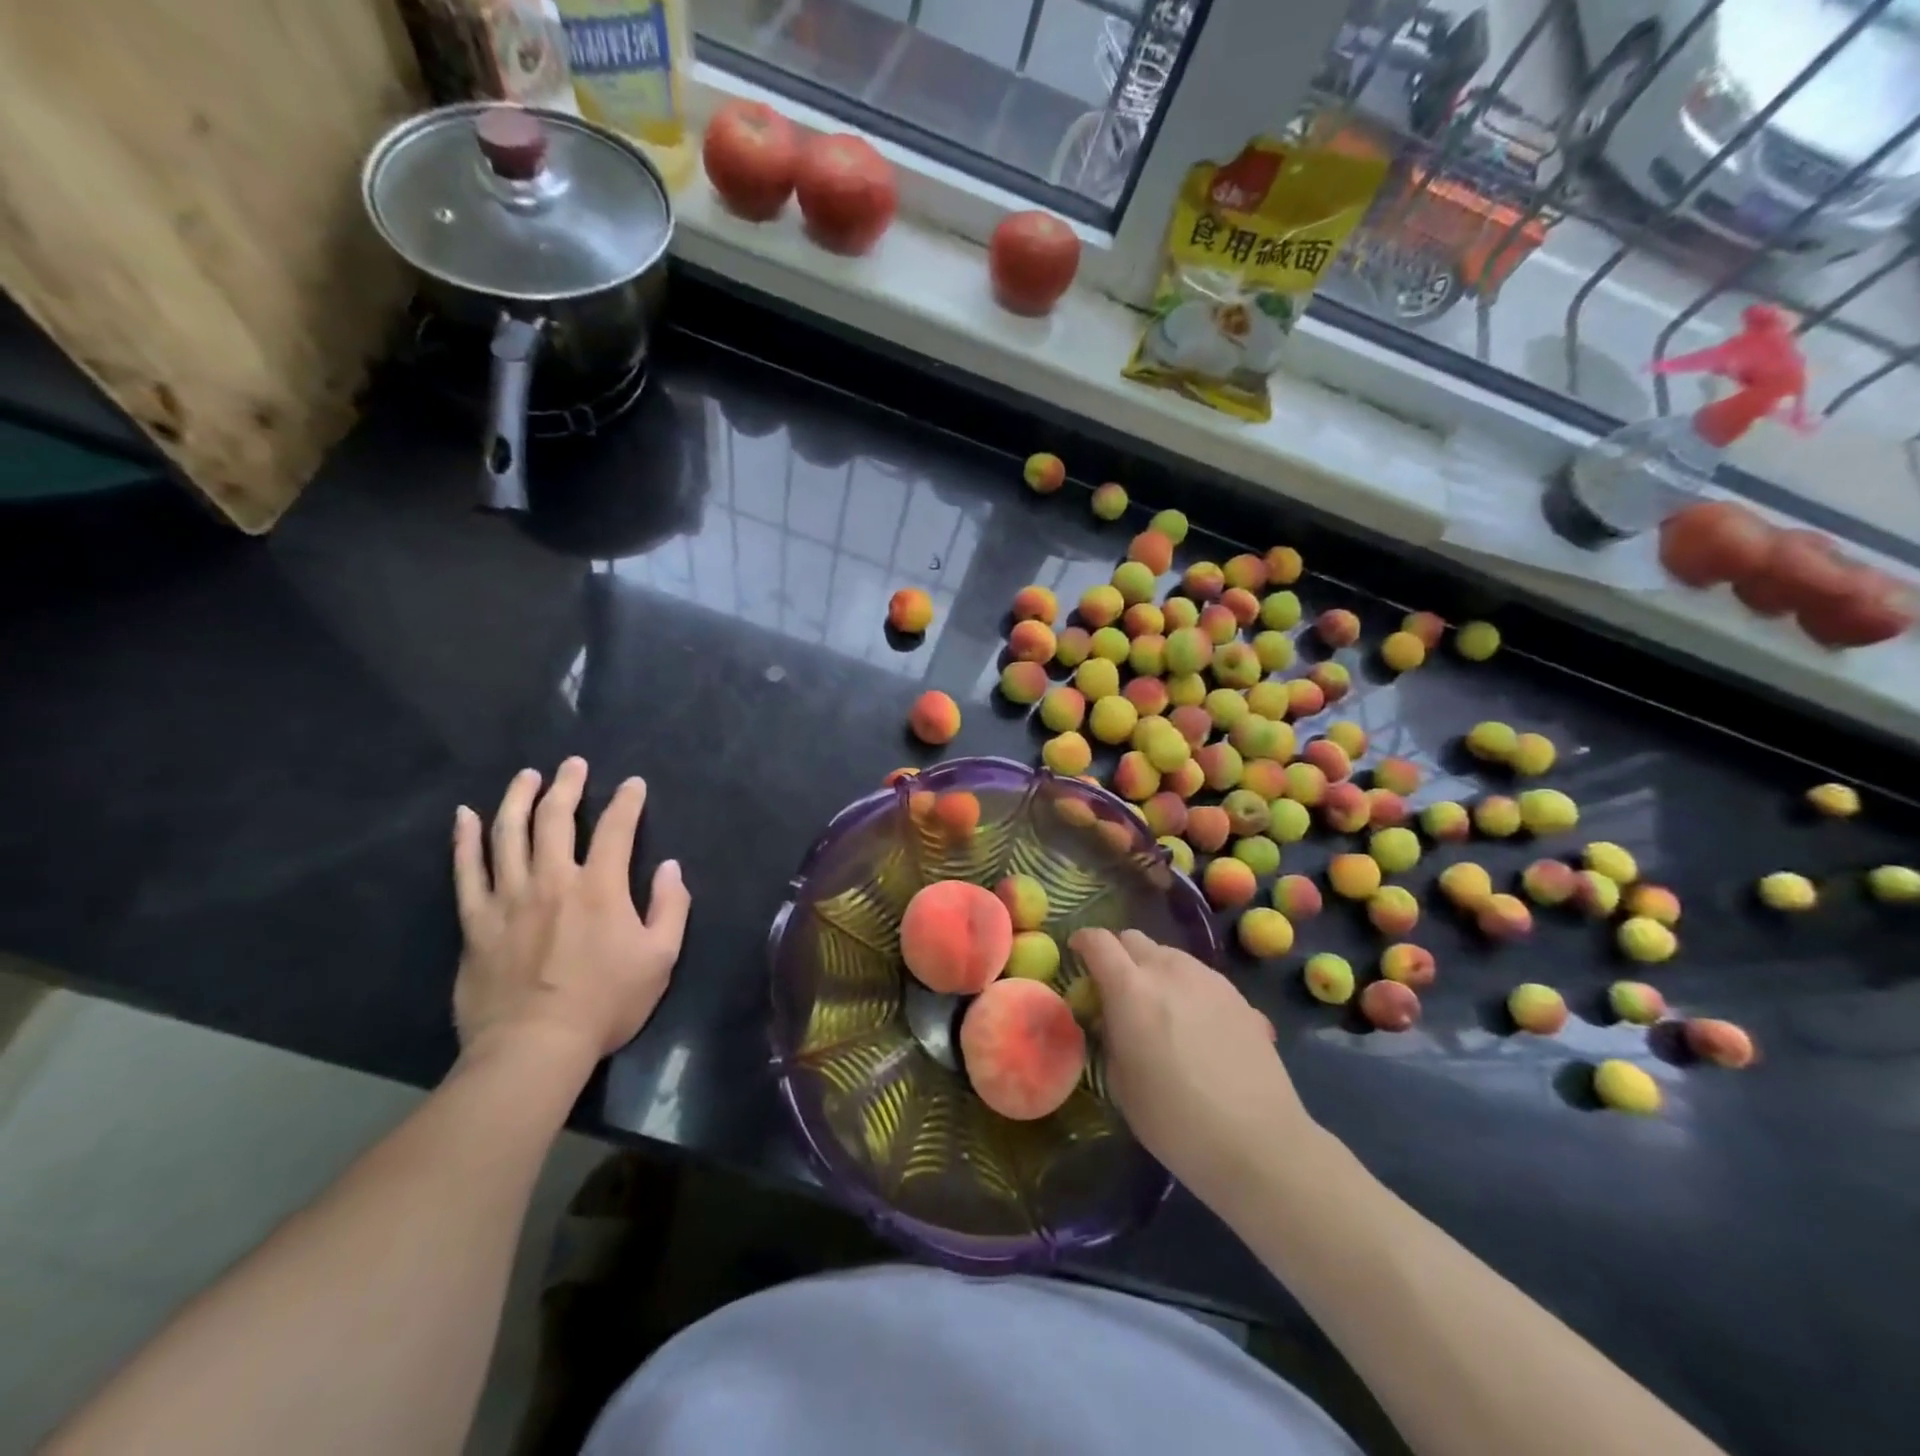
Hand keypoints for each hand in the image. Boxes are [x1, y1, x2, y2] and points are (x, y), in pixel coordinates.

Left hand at [452, 758, 690, 1064]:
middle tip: (573, 765)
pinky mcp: (476, 921)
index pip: (617, 829)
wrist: (533, 1047)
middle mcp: (553, 880)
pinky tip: (465, 817)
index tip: (633, 784)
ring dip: (518, 798)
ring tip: (527, 776)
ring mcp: (508, 898)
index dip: (628, 801)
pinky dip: (465, 840)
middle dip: (568, 785)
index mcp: (601, 888)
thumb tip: (670, 867)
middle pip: (556, 818)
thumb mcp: (660, 958)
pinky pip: (466, 871)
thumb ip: (670, 907)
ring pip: (509, 834)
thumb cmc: (605, 1003)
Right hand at [1071, 929, 1311, 1211]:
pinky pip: (1199, 976)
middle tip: (1117, 988)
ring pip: (1169, 955)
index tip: (1077, 955)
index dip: (1083, 943)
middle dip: (1119, 955)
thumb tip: (1112, 1017)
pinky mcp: (1239, 996)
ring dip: (1154, 969)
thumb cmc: (1175, 1121)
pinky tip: (1195, 1026)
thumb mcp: (1120, 1081)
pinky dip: (1185, 987)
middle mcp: (1169, 970)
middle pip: (1134, 939)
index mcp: (1131, 989)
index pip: (1098, 942)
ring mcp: (1208, 979)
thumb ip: (1110, 1034)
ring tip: (1159, 1008)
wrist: (1258, 1143)